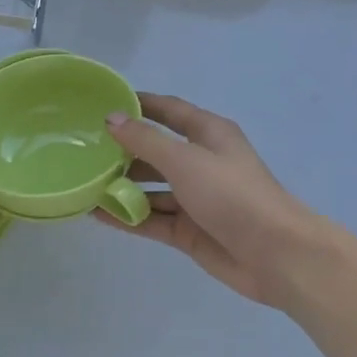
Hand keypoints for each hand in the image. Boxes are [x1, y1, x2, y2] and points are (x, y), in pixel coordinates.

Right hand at [96, 94, 329, 307]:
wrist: (274, 254)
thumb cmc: (232, 195)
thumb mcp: (185, 160)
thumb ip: (145, 141)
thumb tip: (112, 118)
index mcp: (208, 134)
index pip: (168, 111)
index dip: (138, 105)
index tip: (102, 103)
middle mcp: (200, 162)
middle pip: (155, 152)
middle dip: (122, 151)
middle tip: (81, 150)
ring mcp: (194, 199)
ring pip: (150, 189)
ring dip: (121, 187)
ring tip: (82, 184)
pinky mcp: (188, 230)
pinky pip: (151, 219)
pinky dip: (127, 217)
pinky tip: (96, 214)